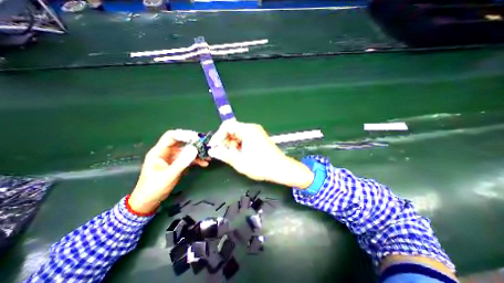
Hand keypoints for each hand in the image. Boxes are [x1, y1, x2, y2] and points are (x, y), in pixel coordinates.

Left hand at [130, 130, 208, 213]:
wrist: (148, 201)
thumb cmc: (154, 188)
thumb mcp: (169, 175)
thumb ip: (182, 162)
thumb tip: (195, 149)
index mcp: (159, 152)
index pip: (171, 136)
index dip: (184, 135)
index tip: (197, 138)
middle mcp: (166, 152)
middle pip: (181, 142)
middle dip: (194, 143)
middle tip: (205, 146)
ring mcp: (172, 158)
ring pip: (186, 150)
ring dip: (197, 153)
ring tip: (207, 156)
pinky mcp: (177, 164)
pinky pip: (188, 158)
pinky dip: (196, 160)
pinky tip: (204, 163)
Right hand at [206, 120, 313, 188]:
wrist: (280, 168)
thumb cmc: (260, 165)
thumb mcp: (239, 161)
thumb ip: (224, 155)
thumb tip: (213, 151)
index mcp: (247, 130)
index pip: (227, 126)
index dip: (218, 135)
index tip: (214, 146)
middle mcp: (252, 128)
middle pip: (233, 130)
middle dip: (226, 141)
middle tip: (225, 154)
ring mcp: (257, 132)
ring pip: (238, 135)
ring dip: (233, 145)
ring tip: (235, 157)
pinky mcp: (259, 138)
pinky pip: (245, 138)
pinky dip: (240, 145)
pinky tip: (241, 155)